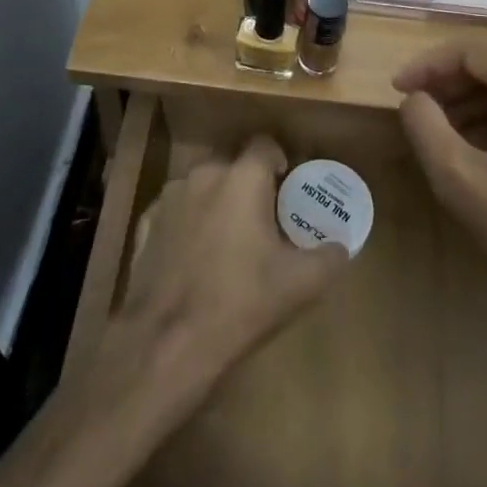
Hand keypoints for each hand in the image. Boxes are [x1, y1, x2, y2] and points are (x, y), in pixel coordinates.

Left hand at [114, 136, 348, 397]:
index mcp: (242, 177)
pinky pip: (176, 211)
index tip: (287, 185)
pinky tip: (194, 257)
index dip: (278, 159)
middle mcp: (204, 174)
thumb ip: (330, 257)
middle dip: (248, 185)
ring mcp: (169, 197)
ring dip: (216, 202)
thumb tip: (340, 246)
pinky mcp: (146, 224)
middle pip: (232, 165)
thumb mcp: (302, 284)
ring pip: (202, 187)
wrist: (168, 341)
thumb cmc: (241, 301)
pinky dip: (188, 224)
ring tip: (228, 240)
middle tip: (263, 219)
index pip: (264, 144)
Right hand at [394, 41, 486, 350]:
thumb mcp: (463, 182)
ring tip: (439, 126)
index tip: (397, 88)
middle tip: (416, 106)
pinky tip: (479, 141)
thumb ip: (425, 127)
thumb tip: (414, 98)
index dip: (430, 65)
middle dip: (452, 82)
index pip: (477, 51)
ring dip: (476, 98)